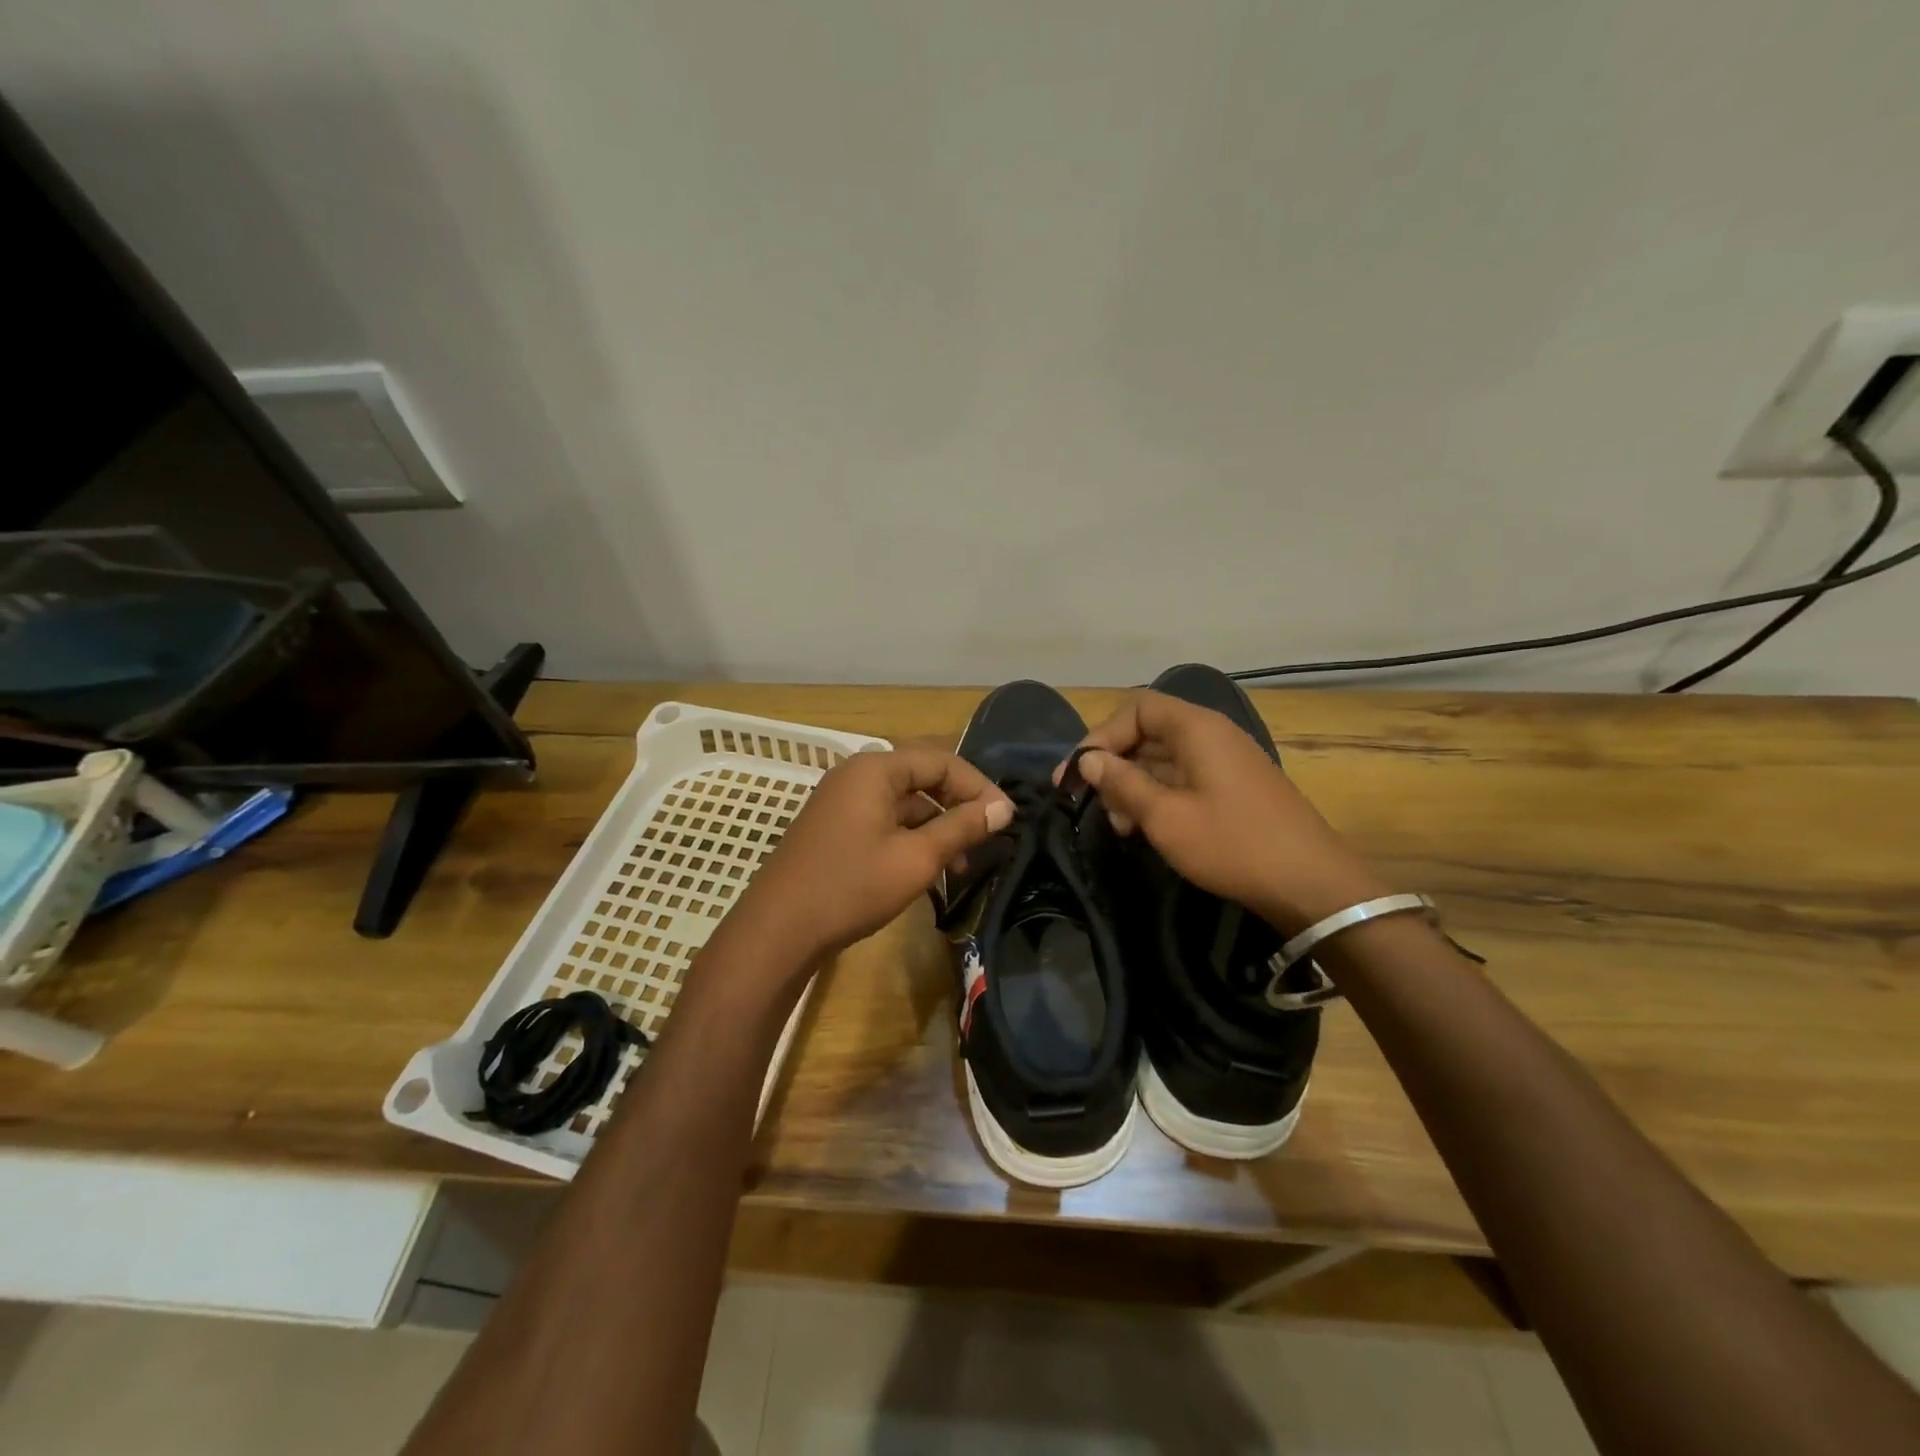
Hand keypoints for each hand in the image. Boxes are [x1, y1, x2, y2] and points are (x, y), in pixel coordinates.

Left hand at [736, 743, 1013, 962]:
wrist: (779, 930)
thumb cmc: (852, 887)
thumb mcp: (916, 858)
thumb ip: (961, 828)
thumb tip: (1002, 807)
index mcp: (875, 769)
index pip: (941, 760)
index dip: (978, 786)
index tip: (1006, 817)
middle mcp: (856, 775)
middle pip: (922, 777)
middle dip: (958, 806)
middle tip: (987, 837)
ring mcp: (841, 801)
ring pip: (903, 802)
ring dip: (936, 826)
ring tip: (961, 864)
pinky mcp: (834, 827)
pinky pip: (883, 820)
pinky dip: (910, 837)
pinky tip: (927, 869)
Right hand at [1071, 690, 1386, 932]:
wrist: (1311, 885)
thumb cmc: (1231, 844)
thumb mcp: (1165, 817)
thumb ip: (1122, 783)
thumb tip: (1089, 761)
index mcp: (1197, 729)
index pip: (1136, 708)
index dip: (1101, 735)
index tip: (1077, 772)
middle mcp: (1212, 735)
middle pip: (1148, 732)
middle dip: (1114, 765)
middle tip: (1090, 803)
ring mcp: (1226, 762)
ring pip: (1164, 759)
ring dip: (1133, 786)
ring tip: (1119, 825)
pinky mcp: (1234, 788)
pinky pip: (1184, 779)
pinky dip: (1158, 797)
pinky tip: (1145, 829)